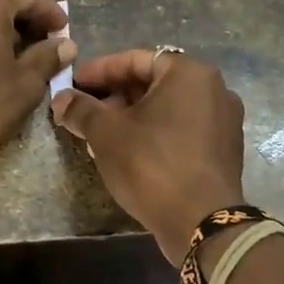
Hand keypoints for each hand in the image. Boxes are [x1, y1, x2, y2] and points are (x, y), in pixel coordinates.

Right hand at [52, 50, 245, 264]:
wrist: (201, 223)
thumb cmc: (151, 164)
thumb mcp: (106, 133)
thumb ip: (81, 109)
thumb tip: (60, 99)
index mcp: (189, 74)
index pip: (135, 60)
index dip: (99, 71)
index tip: (73, 83)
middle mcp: (213, 89)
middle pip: (152, 83)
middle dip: (114, 96)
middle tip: (83, 110)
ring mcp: (223, 121)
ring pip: (166, 108)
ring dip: (131, 116)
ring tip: (98, 133)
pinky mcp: (223, 151)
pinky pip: (181, 129)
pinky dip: (154, 133)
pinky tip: (127, 151)